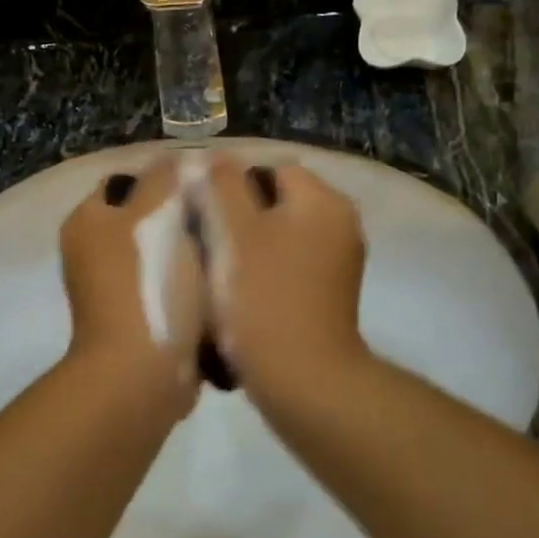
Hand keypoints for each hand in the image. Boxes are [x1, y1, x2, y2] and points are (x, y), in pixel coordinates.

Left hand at [60, 157, 204, 415]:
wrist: (143, 372)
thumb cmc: (147, 283)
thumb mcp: (157, 214)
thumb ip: (164, 179)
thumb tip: (172, 159)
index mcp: (86, 221)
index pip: (126, 181)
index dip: (165, 178)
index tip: (205, 185)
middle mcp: (90, 253)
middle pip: (146, 219)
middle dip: (184, 218)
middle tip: (223, 218)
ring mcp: (111, 291)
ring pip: (162, 256)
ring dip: (192, 256)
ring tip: (228, 252)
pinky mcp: (135, 320)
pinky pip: (169, 290)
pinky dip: (189, 289)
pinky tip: (219, 288)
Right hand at [203, 158, 369, 404]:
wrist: (302, 379)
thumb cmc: (262, 297)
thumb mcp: (233, 231)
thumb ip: (221, 184)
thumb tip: (213, 158)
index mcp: (323, 200)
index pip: (269, 167)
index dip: (228, 182)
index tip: (198, 209)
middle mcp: (340, 223)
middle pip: (275, 200)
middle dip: (237, 214)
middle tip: (200, 237)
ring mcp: (338, 261)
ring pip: (279, 233)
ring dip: (246, 243)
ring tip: (213, 266)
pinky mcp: (329, 293)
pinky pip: (288, 263)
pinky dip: (263, 269)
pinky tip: (237, 291)